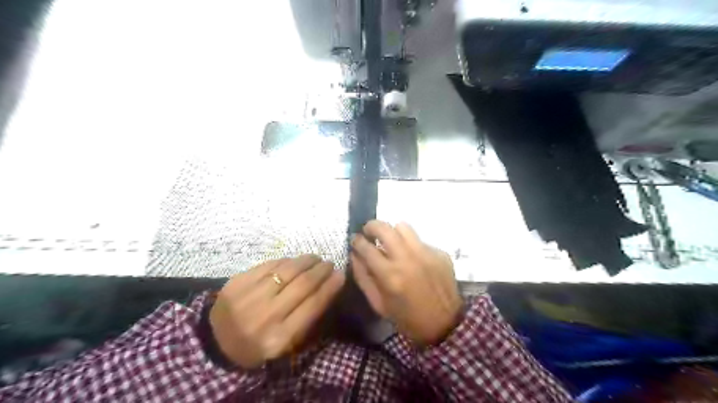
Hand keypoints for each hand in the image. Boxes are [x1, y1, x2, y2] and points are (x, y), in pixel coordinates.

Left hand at [208, 256, 343, 368]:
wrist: (216, 341)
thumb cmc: (257, 344)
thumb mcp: (284, 343)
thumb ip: (306, 318)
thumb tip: (328, 288)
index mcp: (280, 337)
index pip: (313, 305)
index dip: (330, 287)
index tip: (341, 275)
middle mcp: (266, 315)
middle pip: (303, 284)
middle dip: (321, 270)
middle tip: (329, 263)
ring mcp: (250, 296)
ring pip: (287, 270)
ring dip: (306, 261)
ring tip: (316, 258)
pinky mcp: (238, 281)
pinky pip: (270, 264)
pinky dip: (286, 260)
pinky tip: (294, 261)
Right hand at [351, 220, 461, 346]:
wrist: (445, 325)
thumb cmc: (407, 318)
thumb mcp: (378, 303)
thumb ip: (363, 277)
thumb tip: (354, 254)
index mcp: (390, 275)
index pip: (367, 247)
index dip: (356, 240)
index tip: (355, 239)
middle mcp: (408, 259)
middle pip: (385, 228)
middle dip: (372, 226)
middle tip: (369, 232)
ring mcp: (426, 253)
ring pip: (403, 227)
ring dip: (393, 232)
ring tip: (391, 242)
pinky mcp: (440, 253)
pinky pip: (420, 240)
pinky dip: (411, 246)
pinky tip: (413, 259)